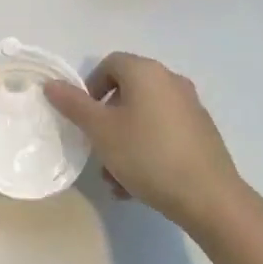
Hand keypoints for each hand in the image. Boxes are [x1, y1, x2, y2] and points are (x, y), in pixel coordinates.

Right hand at [44, 53, 250, 239]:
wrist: (211, 199)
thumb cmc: (148, 155)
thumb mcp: (101, 130)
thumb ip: (74, 104)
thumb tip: (51, 84)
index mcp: (146, 72)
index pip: (109, 64)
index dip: (90, 87)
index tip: (84, 117)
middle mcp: (170, 81)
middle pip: (127, 92)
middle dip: (106, 120)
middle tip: (97, 148)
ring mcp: (190, 108)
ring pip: (144, 117)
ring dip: (124, 140)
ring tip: (115, 178)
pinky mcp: (203, 134)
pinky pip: (164, 133)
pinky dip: (147, 150)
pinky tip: (138, 186)